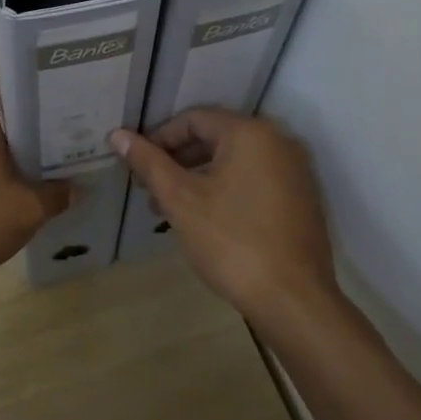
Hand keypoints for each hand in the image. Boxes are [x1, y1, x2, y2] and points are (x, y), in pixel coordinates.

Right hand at [111, 109, 337, 322]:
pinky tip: (205, 220)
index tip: (138, 166)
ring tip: (170, 210)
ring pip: (234, 162)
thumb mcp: (180, 200)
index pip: (194, 119)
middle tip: (150, 189)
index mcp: (250, 133)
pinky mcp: (302, 200)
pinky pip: (255, 181)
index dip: (159, 138)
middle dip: (177, 160)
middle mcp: (279, 142)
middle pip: (215, 138)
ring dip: (198, 178)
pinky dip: (226, 190)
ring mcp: (296, 172)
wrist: (294, 300)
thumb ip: (149, 163)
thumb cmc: (231, 241)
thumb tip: (118, 135)